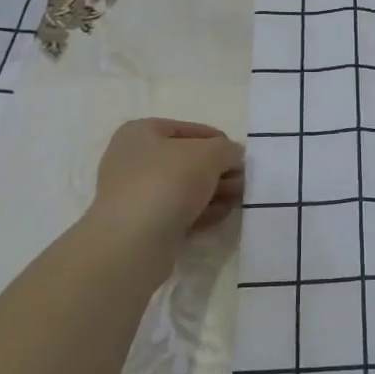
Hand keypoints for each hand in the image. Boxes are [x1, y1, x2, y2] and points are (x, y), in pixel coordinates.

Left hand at [88, 118, 244, 254]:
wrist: (134, 243)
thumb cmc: (168, 182)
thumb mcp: (210, 153)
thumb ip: (227, 149)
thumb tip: (233, 155)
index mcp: (139, 133)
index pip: (188, 129)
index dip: (218, 141)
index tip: (239, 157)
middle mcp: (132, 160)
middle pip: (187, 160)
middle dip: (218, 170)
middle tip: (242, 181)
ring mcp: (134, 195)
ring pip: (183, 188)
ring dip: (213, 191)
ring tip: (237, 199)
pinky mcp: (141, 226)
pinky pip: (177, 212)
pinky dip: (200, 211)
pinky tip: (221, 215)